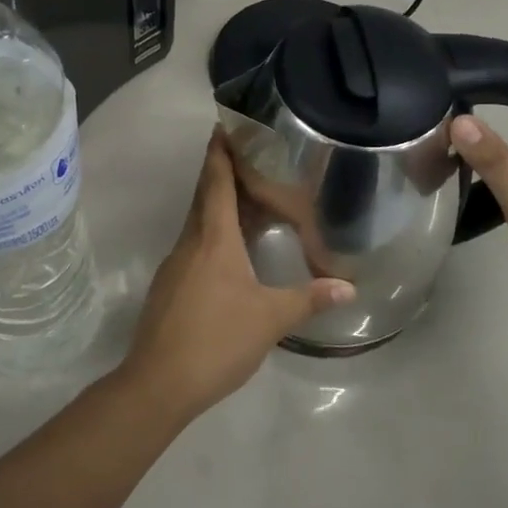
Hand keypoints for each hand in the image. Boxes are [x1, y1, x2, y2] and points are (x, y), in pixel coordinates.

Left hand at [120, 130, 354, 419]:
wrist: (158, 383)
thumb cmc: (216, 339)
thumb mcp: (270, 319)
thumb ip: (309, 299)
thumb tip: (349, 287)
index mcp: (213, 238)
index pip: (215, 181)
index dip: (219, 151)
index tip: (223, 124)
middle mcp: (190, 242)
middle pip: (205, 196)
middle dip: (222, 171)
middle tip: (249, 154)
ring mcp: (175, 265)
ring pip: (198, 222)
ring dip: (218, 204)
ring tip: (248, 197)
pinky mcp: (170, 287)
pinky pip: (194, 245)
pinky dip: (213, 233)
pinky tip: (231, 250)